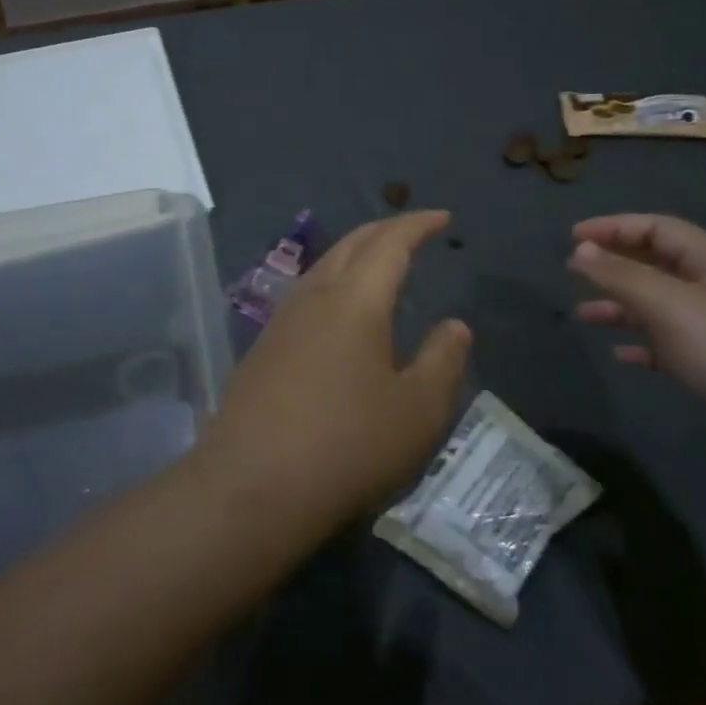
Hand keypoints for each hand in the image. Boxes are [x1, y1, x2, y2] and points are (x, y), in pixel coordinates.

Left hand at [196, 211, 471, 536]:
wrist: (250, 487)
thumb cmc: (347, 446)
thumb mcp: (417, 411)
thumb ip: (443, 361)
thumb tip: (455, 325)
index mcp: (356, 300)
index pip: (390, 243)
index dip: (417, 224)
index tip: (442, 217)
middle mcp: (314, 296)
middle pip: (350, 244)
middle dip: (384, 231)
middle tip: (413, 232)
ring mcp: (281, 321)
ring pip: (323, 266)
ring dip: (354, 254)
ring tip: (379, 265)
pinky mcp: (262, 348)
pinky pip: (306, 294)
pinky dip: (334, 283)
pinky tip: (339, 312)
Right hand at [568, 213, 705, 460]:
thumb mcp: (670, 307)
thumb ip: (621, 276)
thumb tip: (580, 249)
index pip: (659, 229)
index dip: (614, 227)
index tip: (572, 238)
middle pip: (660, 265)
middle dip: (616, 266)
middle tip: (574, 273)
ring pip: (663, 307)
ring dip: (623, 307)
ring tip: (584, 316)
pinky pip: (675, 345)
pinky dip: (645, 344)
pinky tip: (622, 356)